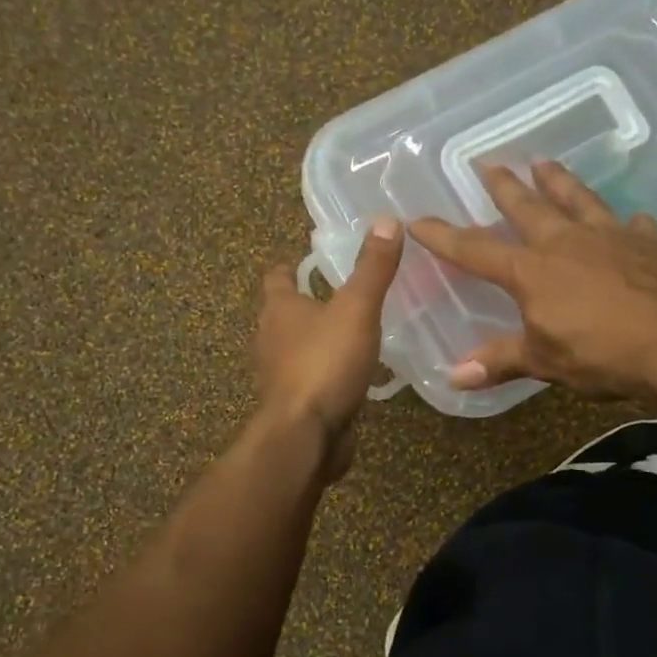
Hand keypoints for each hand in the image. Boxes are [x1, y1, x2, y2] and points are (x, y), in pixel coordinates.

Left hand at [255, 217, 403, 478]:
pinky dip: (326, 372)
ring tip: (350, 331)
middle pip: (284, 313)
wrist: (306, 435)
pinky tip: (352, 374)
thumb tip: (385, 220)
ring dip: (317, 339)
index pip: (277, 277)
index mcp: (279, 309)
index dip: (290, 266)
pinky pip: (311, 379)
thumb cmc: (324, 364)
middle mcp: (271, 339)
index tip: (306, 259)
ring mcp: (279, 375)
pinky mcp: (294, 404)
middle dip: (306, 303)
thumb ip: (372, 268)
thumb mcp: (356, 309)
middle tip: (340, 292)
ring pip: (297, 347)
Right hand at [410, 162, 656, 420]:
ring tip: (544, 161)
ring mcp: (612, 237)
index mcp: (533, 271)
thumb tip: (453, 377)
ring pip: (577, 199)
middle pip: (527, 208)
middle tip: (488, 163)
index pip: (476, 250)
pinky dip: (625, 222)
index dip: (444, 237)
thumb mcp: (546, 363)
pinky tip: (629, 219)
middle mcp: (567, 242)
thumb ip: (501, 362)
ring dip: (558, 180)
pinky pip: (632, 225)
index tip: (418, 220)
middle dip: (504, 187)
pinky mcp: (652, 243)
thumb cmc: (606, 354)